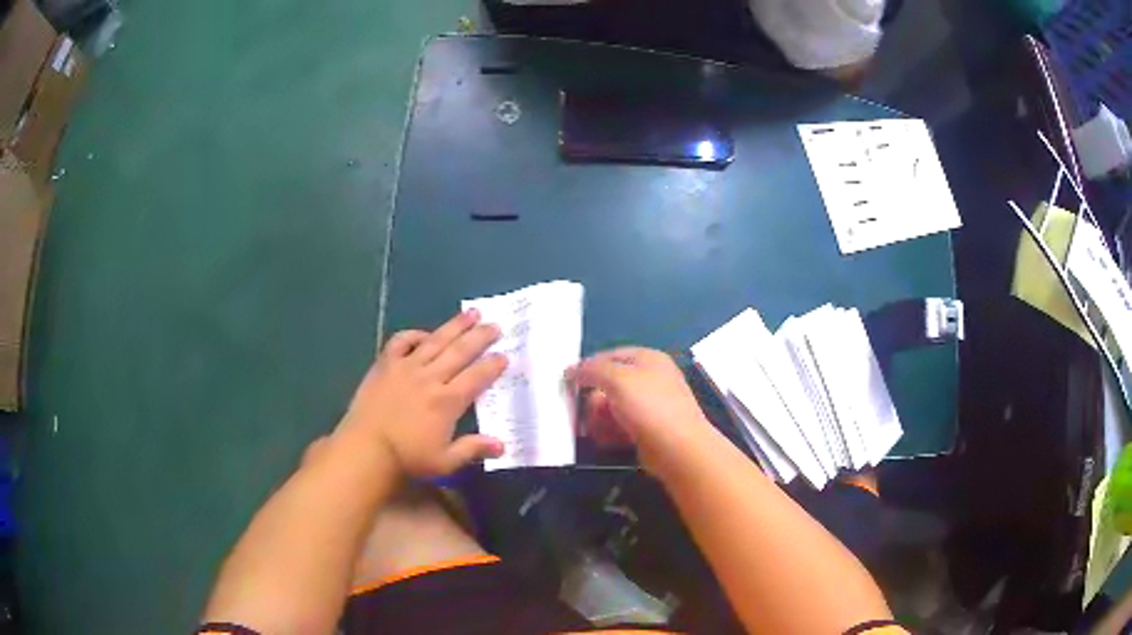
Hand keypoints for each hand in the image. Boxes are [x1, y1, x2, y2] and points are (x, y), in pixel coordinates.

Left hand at [336, 309, 507, 478]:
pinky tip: (425, 334)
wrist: (366, 449)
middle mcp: (430, 378)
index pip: (477, 377)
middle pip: (460, 351)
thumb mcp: (445, 462)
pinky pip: (401, 341)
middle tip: (495, 325)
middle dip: (480, 337)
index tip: (504, 356)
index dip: (492, 365)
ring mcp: (406, 367)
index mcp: (448, 401)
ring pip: (436, 340)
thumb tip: (502, 445)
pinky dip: (414, 335)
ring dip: (455, 326)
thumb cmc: (407, 458)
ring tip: (472, 313)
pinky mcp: (385, 364)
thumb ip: (473, 449)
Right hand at [568, 347, 713, 474]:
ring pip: (613, 407)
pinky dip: (610, 432)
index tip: (567, 383)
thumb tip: (571, 370)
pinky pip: (621, 426)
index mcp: (648, 359)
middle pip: (609, 384)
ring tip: (594, 431)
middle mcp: (650, 379)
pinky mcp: (648, 430)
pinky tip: (604, 440)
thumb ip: (591, 370)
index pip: (610, 355)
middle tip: (582, 413)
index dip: (588, 367)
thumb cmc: (649, 406)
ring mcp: (651, 406)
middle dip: (593, 400)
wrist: (678, 449)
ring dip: (599, 419)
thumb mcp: (616, 379)